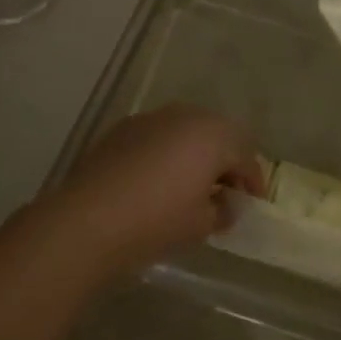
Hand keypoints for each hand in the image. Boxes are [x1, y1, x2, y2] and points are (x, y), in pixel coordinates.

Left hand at [43, 105, 263, 275]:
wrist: (87, 219)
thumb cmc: (157, 220)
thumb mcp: (201, 224)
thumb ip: (223, 210)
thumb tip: (225, 204)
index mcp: (214, 135)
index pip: (245, 155)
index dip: (253, 181)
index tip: (252, 204)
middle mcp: (186, 115)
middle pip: (218, 135)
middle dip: (226, 162)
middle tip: (225, 193)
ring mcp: (151, 118)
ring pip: (186, 132)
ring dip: (196, 154)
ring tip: (191, 187)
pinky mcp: (123, 129)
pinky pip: (159, 136)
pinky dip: (167, 153)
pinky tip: (158, 181)